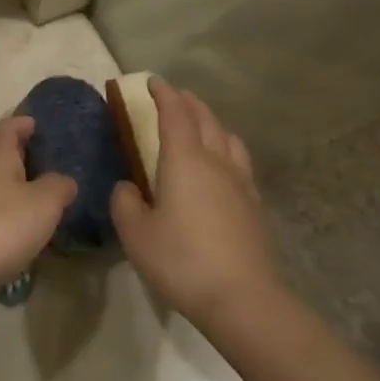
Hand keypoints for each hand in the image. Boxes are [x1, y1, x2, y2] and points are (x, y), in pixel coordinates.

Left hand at [0, 117, 74, 310]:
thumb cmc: (0, 225)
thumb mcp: (43, 204)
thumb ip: (58, 187)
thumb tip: (65, 179)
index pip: (9, 126)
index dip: (24, 124)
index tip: (38, 125)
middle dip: (21, 156)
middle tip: (47, 164)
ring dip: (12, 188)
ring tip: (39, 199)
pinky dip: (3, 214)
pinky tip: (19, 230)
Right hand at [110, 80, 276, 327]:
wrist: (242, 298)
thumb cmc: (182, 260)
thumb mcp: (136, 234)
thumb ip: (125, 204)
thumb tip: (127, 187)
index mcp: (185, 160)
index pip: (174, 114)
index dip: (162, 94)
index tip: (151, 81)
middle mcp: (215, 161)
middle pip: (205, 119)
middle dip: (188, 103)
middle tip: (174, 96)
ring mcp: (240, 182)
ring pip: (227, 137)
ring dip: (211, 122)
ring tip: (201, 125)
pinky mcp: (254, 205)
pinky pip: (239, 161)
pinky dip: (226, 148)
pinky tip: (222, 166)